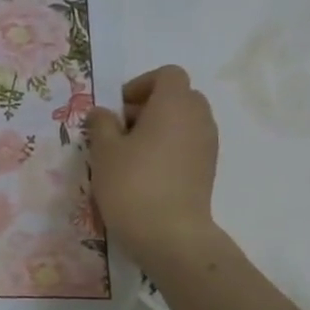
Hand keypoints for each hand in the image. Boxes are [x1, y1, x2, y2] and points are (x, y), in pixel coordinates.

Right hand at [86, 65, 220, 271]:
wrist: (169, 234)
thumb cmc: (132, 183)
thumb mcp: (103, 150)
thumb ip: (101, 124)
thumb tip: (102, 113)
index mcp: (174, 104)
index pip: (167, 75)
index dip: (140, 85)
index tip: (118, 109)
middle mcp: (198, 117)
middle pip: (178, 96)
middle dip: (149, 106)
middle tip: (121, 130)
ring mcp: (208, 144)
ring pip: (184, 121)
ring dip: (158, 128)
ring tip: (131, 154)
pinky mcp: (208, 168)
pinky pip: (188, 143)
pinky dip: (169, 147)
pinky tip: (146, 171)